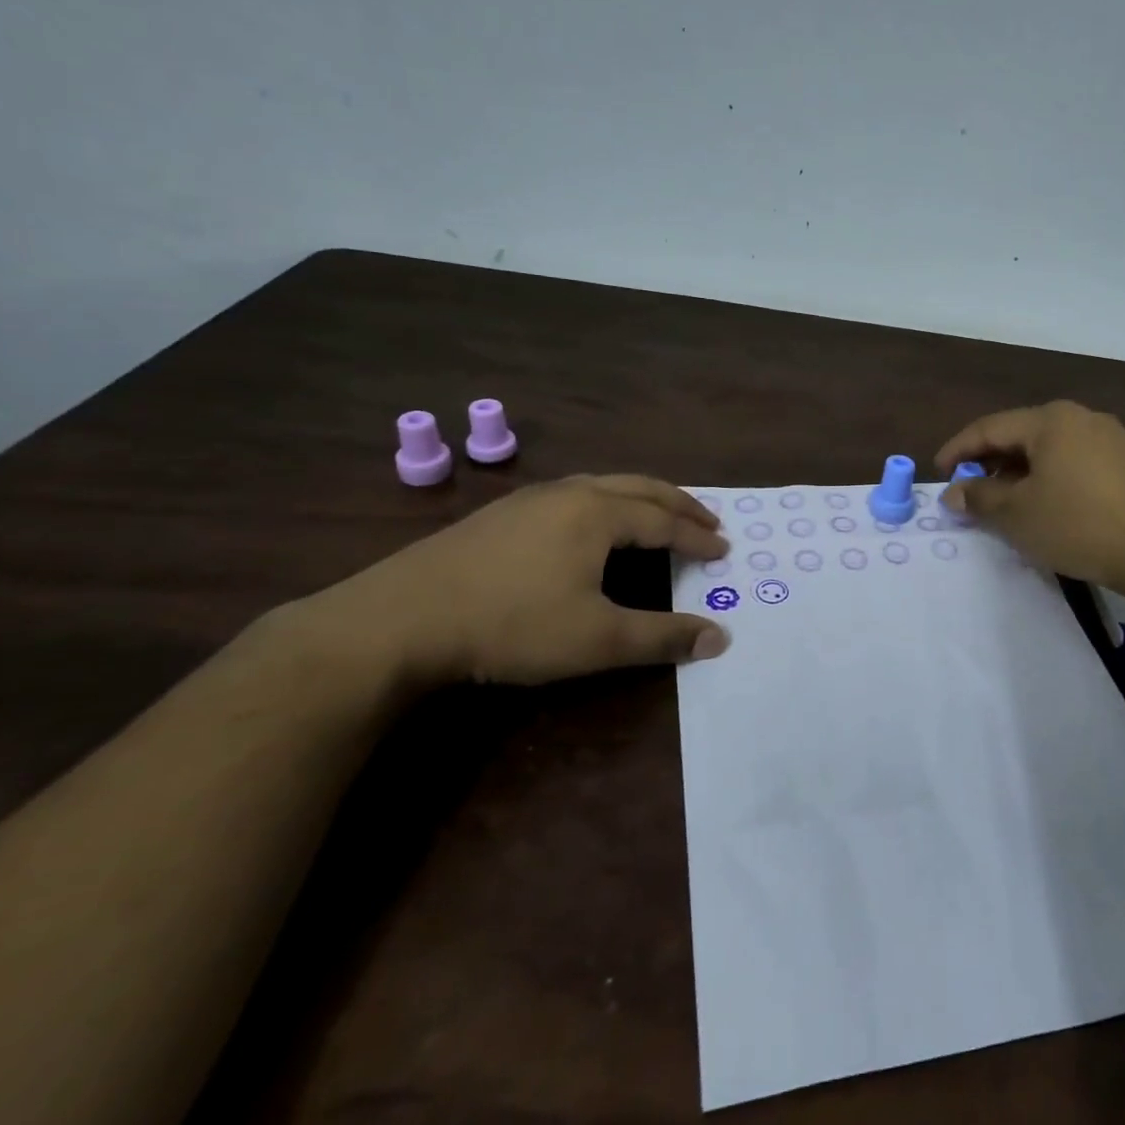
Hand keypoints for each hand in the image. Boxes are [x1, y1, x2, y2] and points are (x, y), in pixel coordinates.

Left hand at [312, 475, 730, 688]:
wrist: (399, 620)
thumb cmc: (511, 624)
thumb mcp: (597, 639)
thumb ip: (662, 637)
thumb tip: (720, 637)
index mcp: (598, 514)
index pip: (664, 521)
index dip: (697, 538)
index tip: (724, 549)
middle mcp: (570, 493)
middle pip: (640, 488)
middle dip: (679, 504)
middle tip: (708, 520)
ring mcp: (531, 499)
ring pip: (603, 484)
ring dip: (642, 497)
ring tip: (659, 514)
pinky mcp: (501, 514)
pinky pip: (574, 494)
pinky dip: (606, 501)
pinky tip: (592, 522)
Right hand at [936, 401, 1124, 596]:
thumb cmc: (1078, 525)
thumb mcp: (1017, 514)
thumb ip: (979, 498)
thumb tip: (954, 492)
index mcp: (1050, 420)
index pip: (989, 428)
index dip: (958, 450)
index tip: (938, 472)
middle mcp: (1080, 417)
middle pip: (1020, 434)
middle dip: (989, 462)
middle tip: (968, 490)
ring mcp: (1108, 438)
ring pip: (1048, 449)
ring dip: (1018, 472)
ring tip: (1002, 501)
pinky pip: (1072, 461)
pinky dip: (1047, 477)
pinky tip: (1043, 504)